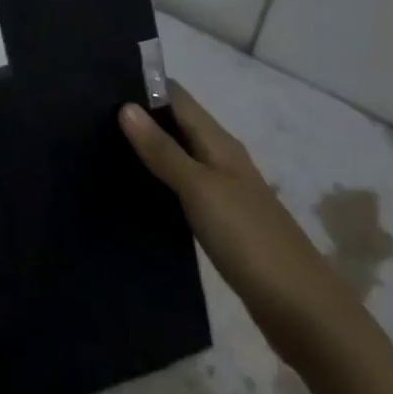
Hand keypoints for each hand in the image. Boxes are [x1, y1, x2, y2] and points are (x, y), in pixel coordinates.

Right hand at [120, 82, 358, 362]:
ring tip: (99, 148)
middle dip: (140, 117)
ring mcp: (223, 192)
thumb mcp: (200, 189)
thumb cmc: (249, 239)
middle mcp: (221, 159)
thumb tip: (125, 106)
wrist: (302, 311)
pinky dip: (158, 182)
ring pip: (178, 157)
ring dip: (147, 149)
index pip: (177, 97)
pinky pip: (182, 188)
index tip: (99, 82)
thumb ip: (163, 150)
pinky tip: (133, 191)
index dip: (143, 85)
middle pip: (176, 124)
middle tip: (89, 117)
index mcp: (220, 143)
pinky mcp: (221, 223)